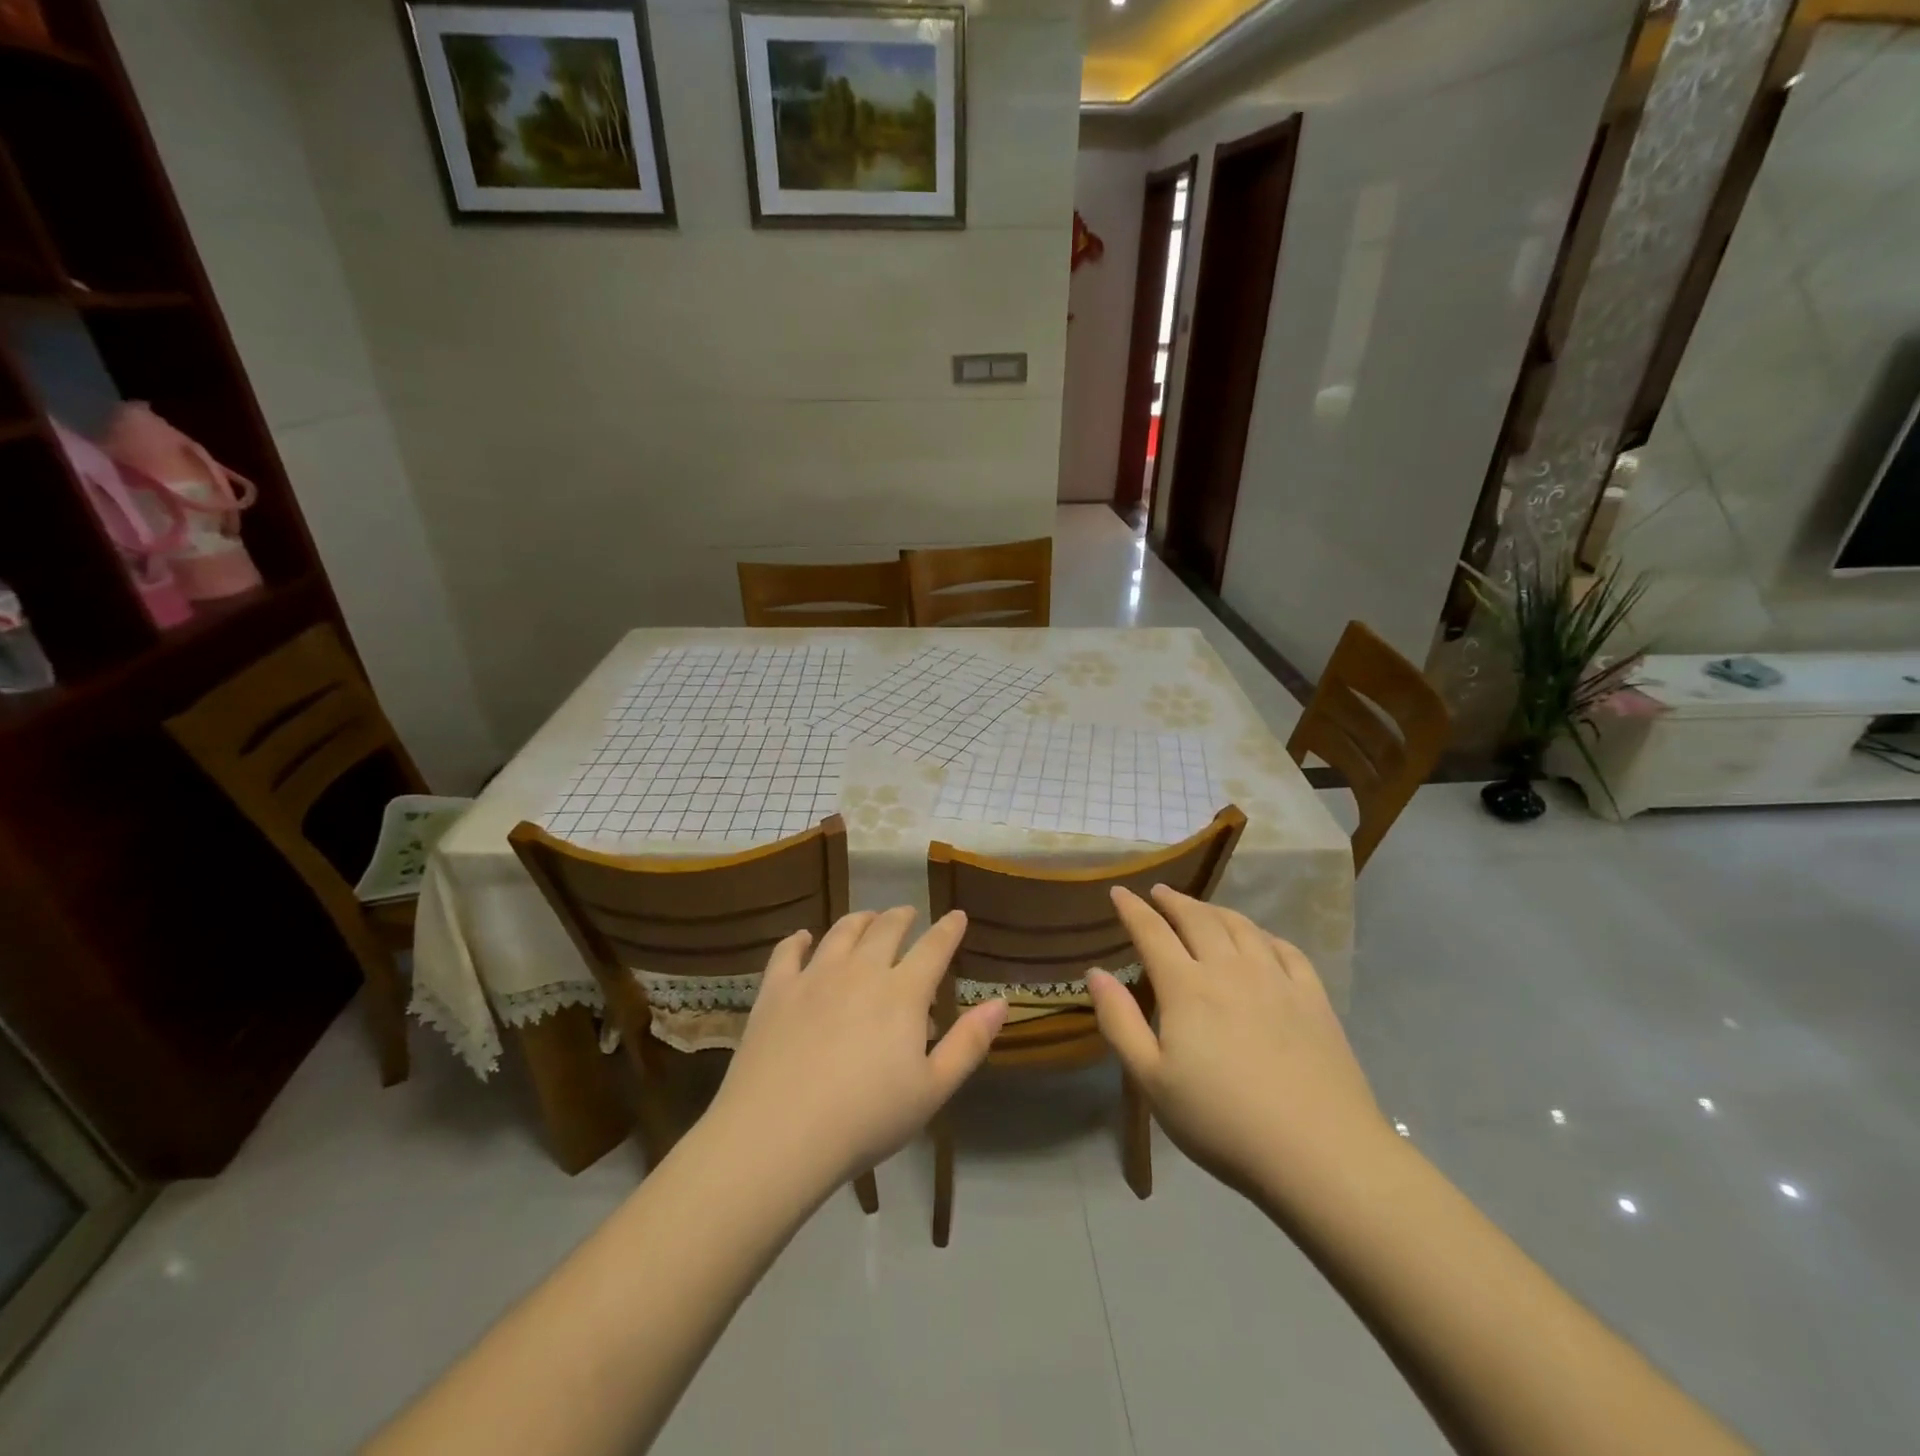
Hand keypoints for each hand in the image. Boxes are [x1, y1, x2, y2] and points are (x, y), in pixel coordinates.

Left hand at [706, 907, 1007, 1192]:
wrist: (778, 1134)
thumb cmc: (866, 1119)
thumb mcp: (932, 1090)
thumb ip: (969, 1042)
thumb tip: (1001, 1002)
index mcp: (903, 993)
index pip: (934, 948)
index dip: (949, 929)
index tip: (957, 915)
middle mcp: (861, 970)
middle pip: (886, 929)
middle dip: (902, 917)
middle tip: (908, 914)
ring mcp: (814, 976)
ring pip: (842, 932)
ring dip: (860, 920)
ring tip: (867, 918)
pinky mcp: (776, 990)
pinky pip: (788, 951)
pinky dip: (800, 939)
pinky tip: (804, 937)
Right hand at [1087, 886, 1388, 1204]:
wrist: (1319, 1153)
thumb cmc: (1222, 1121)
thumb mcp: (1152, 1080)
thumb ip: (1119, 1022)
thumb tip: (1095, 973)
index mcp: (1186, 987)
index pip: (1152, 932)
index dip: (1132, 908)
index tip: (1118, 891)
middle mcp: (1229, 969)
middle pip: (1197, 919)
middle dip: (1173, 901)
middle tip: (1159, 893)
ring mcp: (1276, 980)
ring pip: (1241, 926)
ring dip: (1215, 910)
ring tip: (1202, 909)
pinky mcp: (1313, 998)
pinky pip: (1285, 949)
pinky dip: (1263, 934)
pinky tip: (1260, 940)